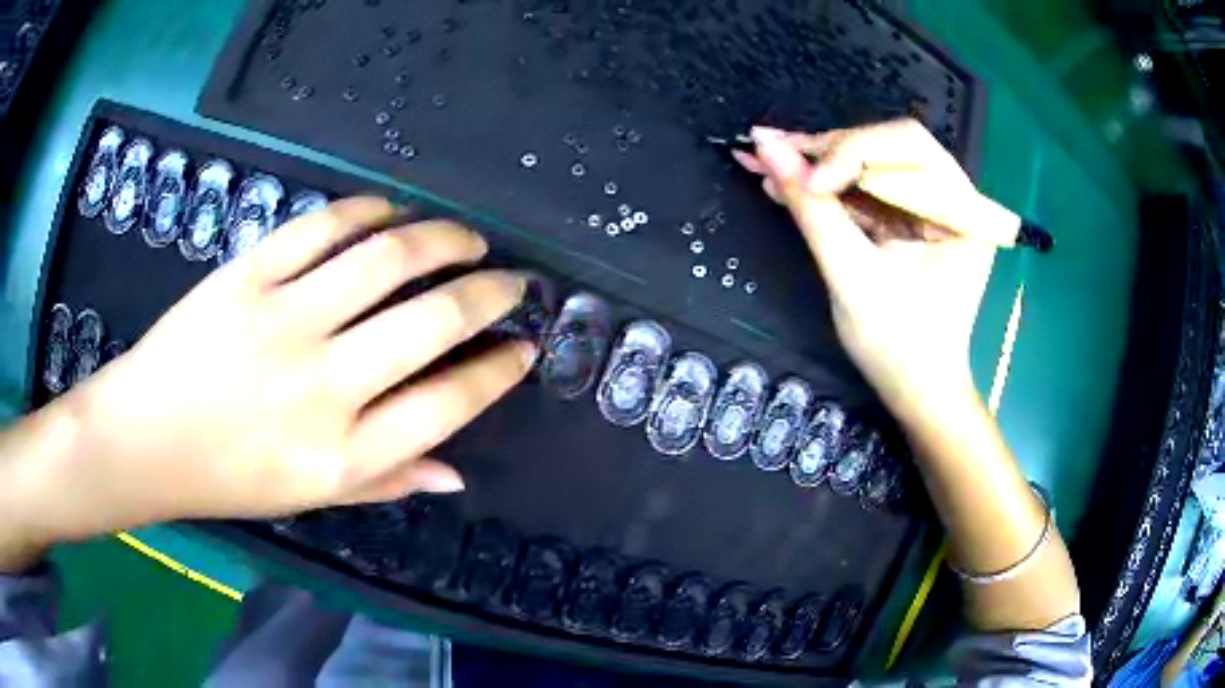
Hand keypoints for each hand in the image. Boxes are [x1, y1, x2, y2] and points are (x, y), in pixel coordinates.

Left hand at [13, 198, 533, 544]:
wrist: (144, 439)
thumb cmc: (226, 478)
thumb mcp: (309, 498)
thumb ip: (385, 483)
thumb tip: (456, 472)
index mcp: (342, 454)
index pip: (447, 406)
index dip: (496, 372)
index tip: (524, 348)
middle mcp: (321, 388)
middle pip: (429, 323)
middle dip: (488, 294)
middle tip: (510, 281)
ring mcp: (280, 322)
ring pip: (384, 260)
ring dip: (441, 239)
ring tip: (465, 237)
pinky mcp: (245, 277)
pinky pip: (319, 229)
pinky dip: (367, 211)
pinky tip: (391, 211)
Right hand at [735, 120, 995, 415]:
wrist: (915, 391)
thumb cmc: (898, 346)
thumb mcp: (853, 278)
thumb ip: (813, 210)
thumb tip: (766, 148)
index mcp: (962, 211)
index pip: (907, 146)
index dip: (851, 153)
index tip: (805, 185)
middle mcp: (952, 197)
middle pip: (886, 145)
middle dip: (827, 149)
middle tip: (769, 152)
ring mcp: (929, 206)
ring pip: (868, 160)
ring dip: (816, 162)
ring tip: (763, 160)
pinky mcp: (907, 218)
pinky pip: (863, 187)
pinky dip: (825, 185)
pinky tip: (784, 180)